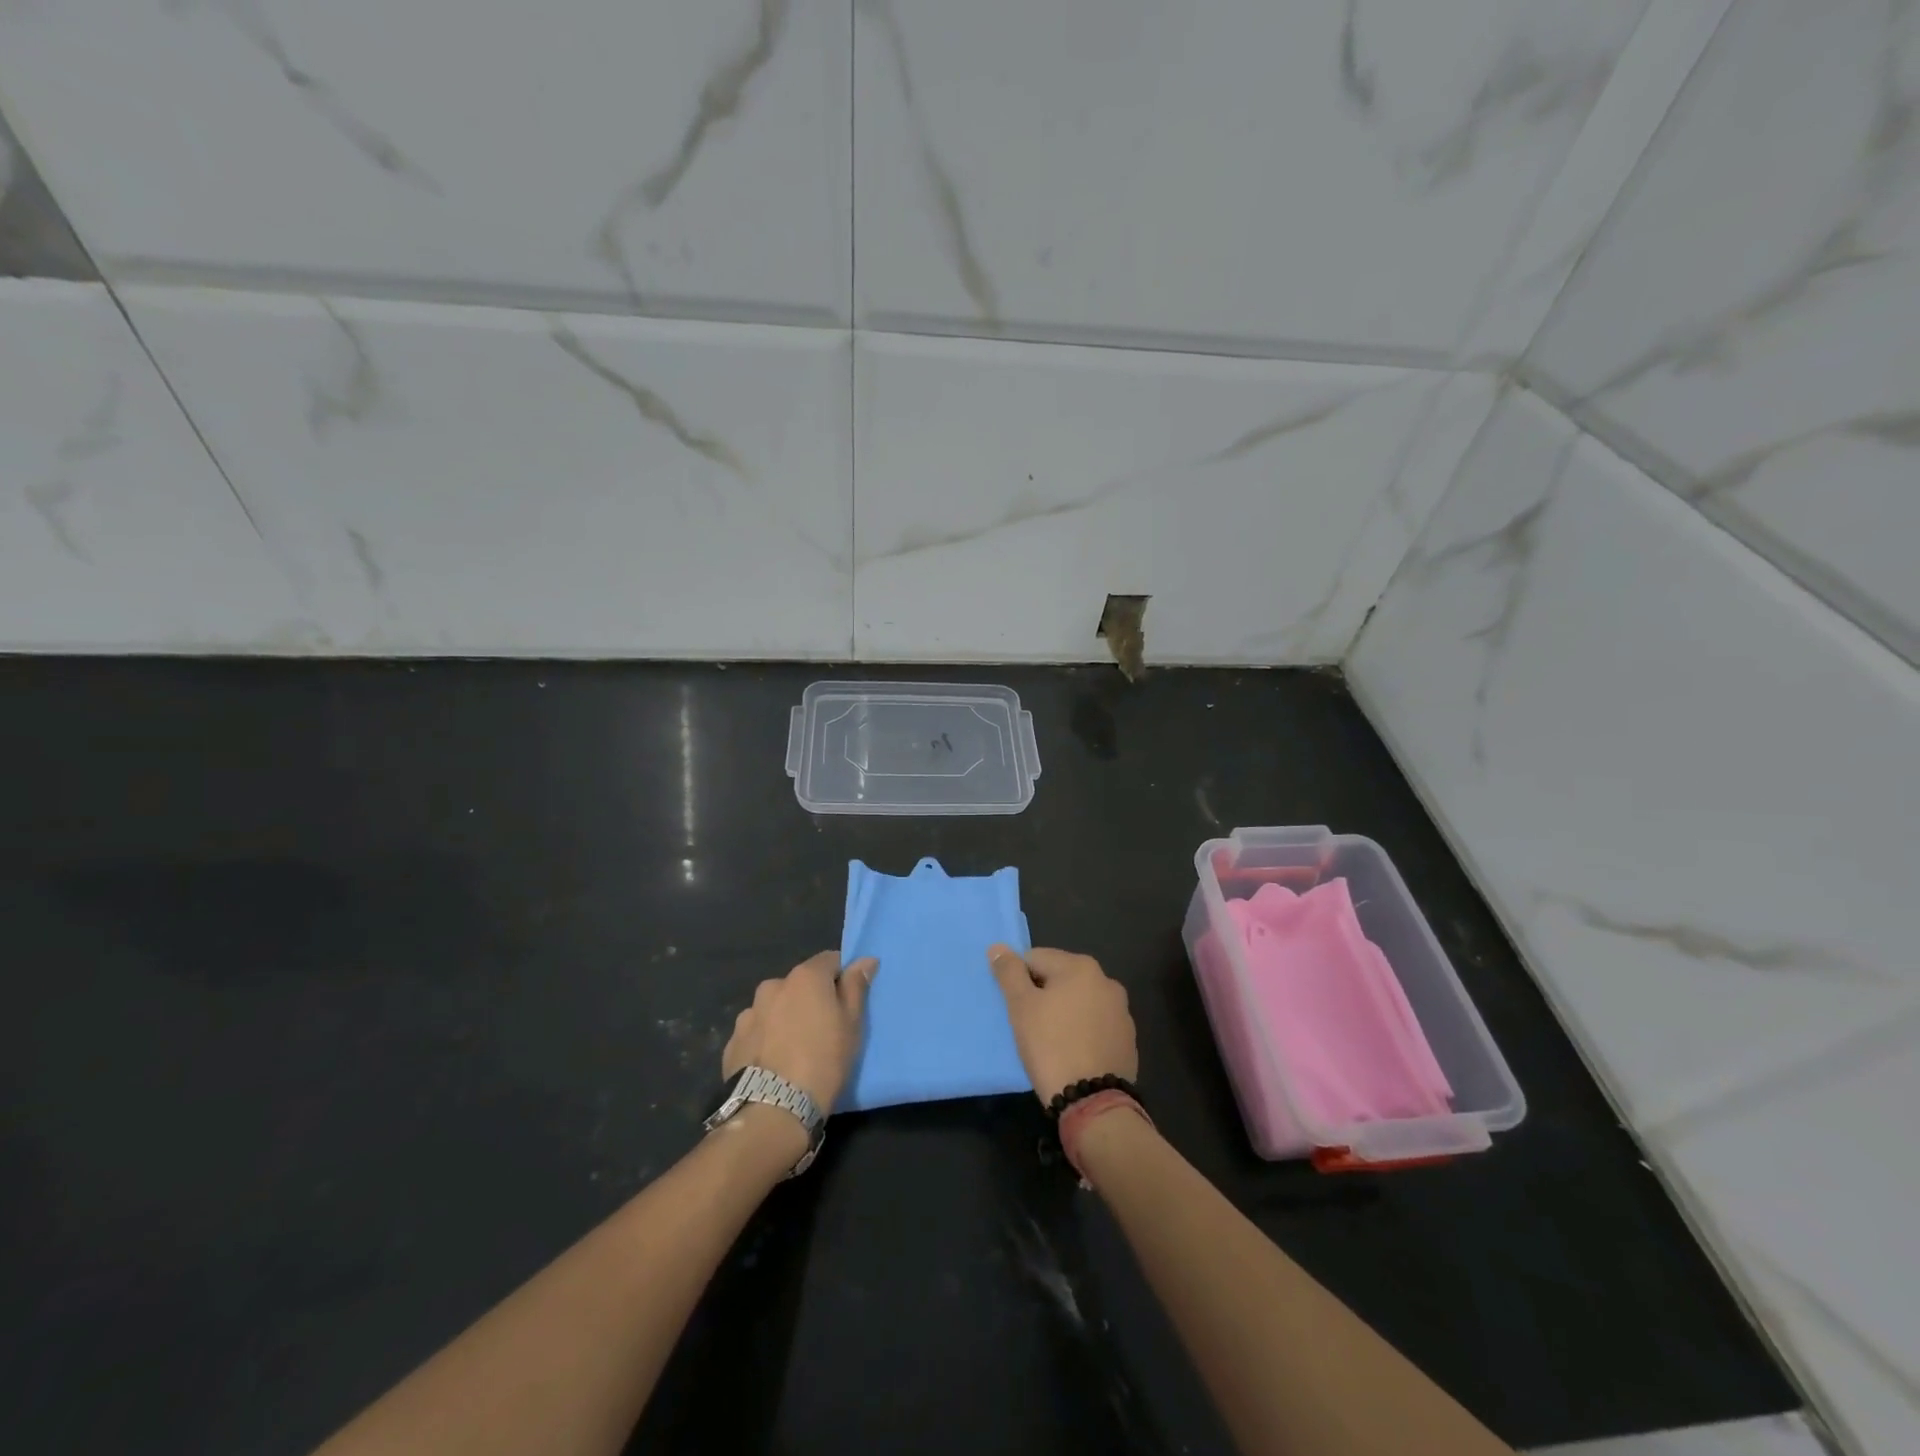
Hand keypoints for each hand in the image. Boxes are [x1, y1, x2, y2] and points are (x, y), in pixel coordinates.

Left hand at [723, 951, 877, 1110]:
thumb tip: (865, 959)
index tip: (847, 1002)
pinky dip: (765, 1039)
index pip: (829, 960)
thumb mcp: (852, 1024)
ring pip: (775, 1007)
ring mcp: (749, 1013)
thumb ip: (856, 986)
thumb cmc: (824, 1060)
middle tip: (823, 1029)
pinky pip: (756, 1031)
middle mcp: (773, 985)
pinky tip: (773, 1063)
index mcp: (805, 977)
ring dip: (784, 1018)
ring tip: (794, 1050)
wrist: (774, 1110)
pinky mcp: (732, 1042)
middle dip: (810, 999)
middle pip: (799, 984)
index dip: (841, 978)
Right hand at [988, 945, 1137, 1104]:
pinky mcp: (1127, 1039)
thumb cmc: (1051, 1046)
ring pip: (1080, 1002)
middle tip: (1030, 1026)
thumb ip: (1009, 972)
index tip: (1016, 1009)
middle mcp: (1106, 981)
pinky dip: (1083, 1032)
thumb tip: (998, 947)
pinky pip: (1096, 1025)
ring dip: (1064, 1013)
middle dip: (1043, 995)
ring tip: (1052, 1042)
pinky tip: (1074, 1053)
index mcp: (1081, 966)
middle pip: (1060, 978)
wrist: (1094, 1102)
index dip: (1019, 981)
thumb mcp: (1021, 1006)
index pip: (1035, 959)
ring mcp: (1121, 1011)